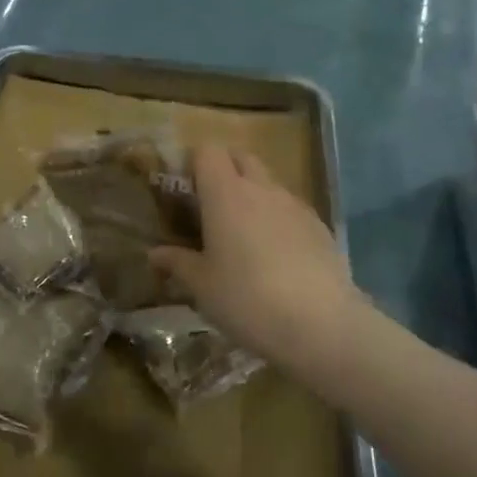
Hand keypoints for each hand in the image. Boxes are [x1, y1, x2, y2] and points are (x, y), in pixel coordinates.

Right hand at [151, 145, 365, 380]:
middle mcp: (261, 188)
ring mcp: (294, 204)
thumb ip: (177, 263)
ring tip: (244, 237)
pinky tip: (277, 257)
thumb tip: (155, 253)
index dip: (194, 163)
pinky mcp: (319, 226)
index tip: (185, 190)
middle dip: (225, 171)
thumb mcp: (202, 287)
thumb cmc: (246, 299)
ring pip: (268, 183)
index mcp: (225, 194)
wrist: (321, 325)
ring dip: (253, 196)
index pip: (207, 151)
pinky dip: (278, 219)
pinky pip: (291, 209)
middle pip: (241, 157)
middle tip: (211, 207)